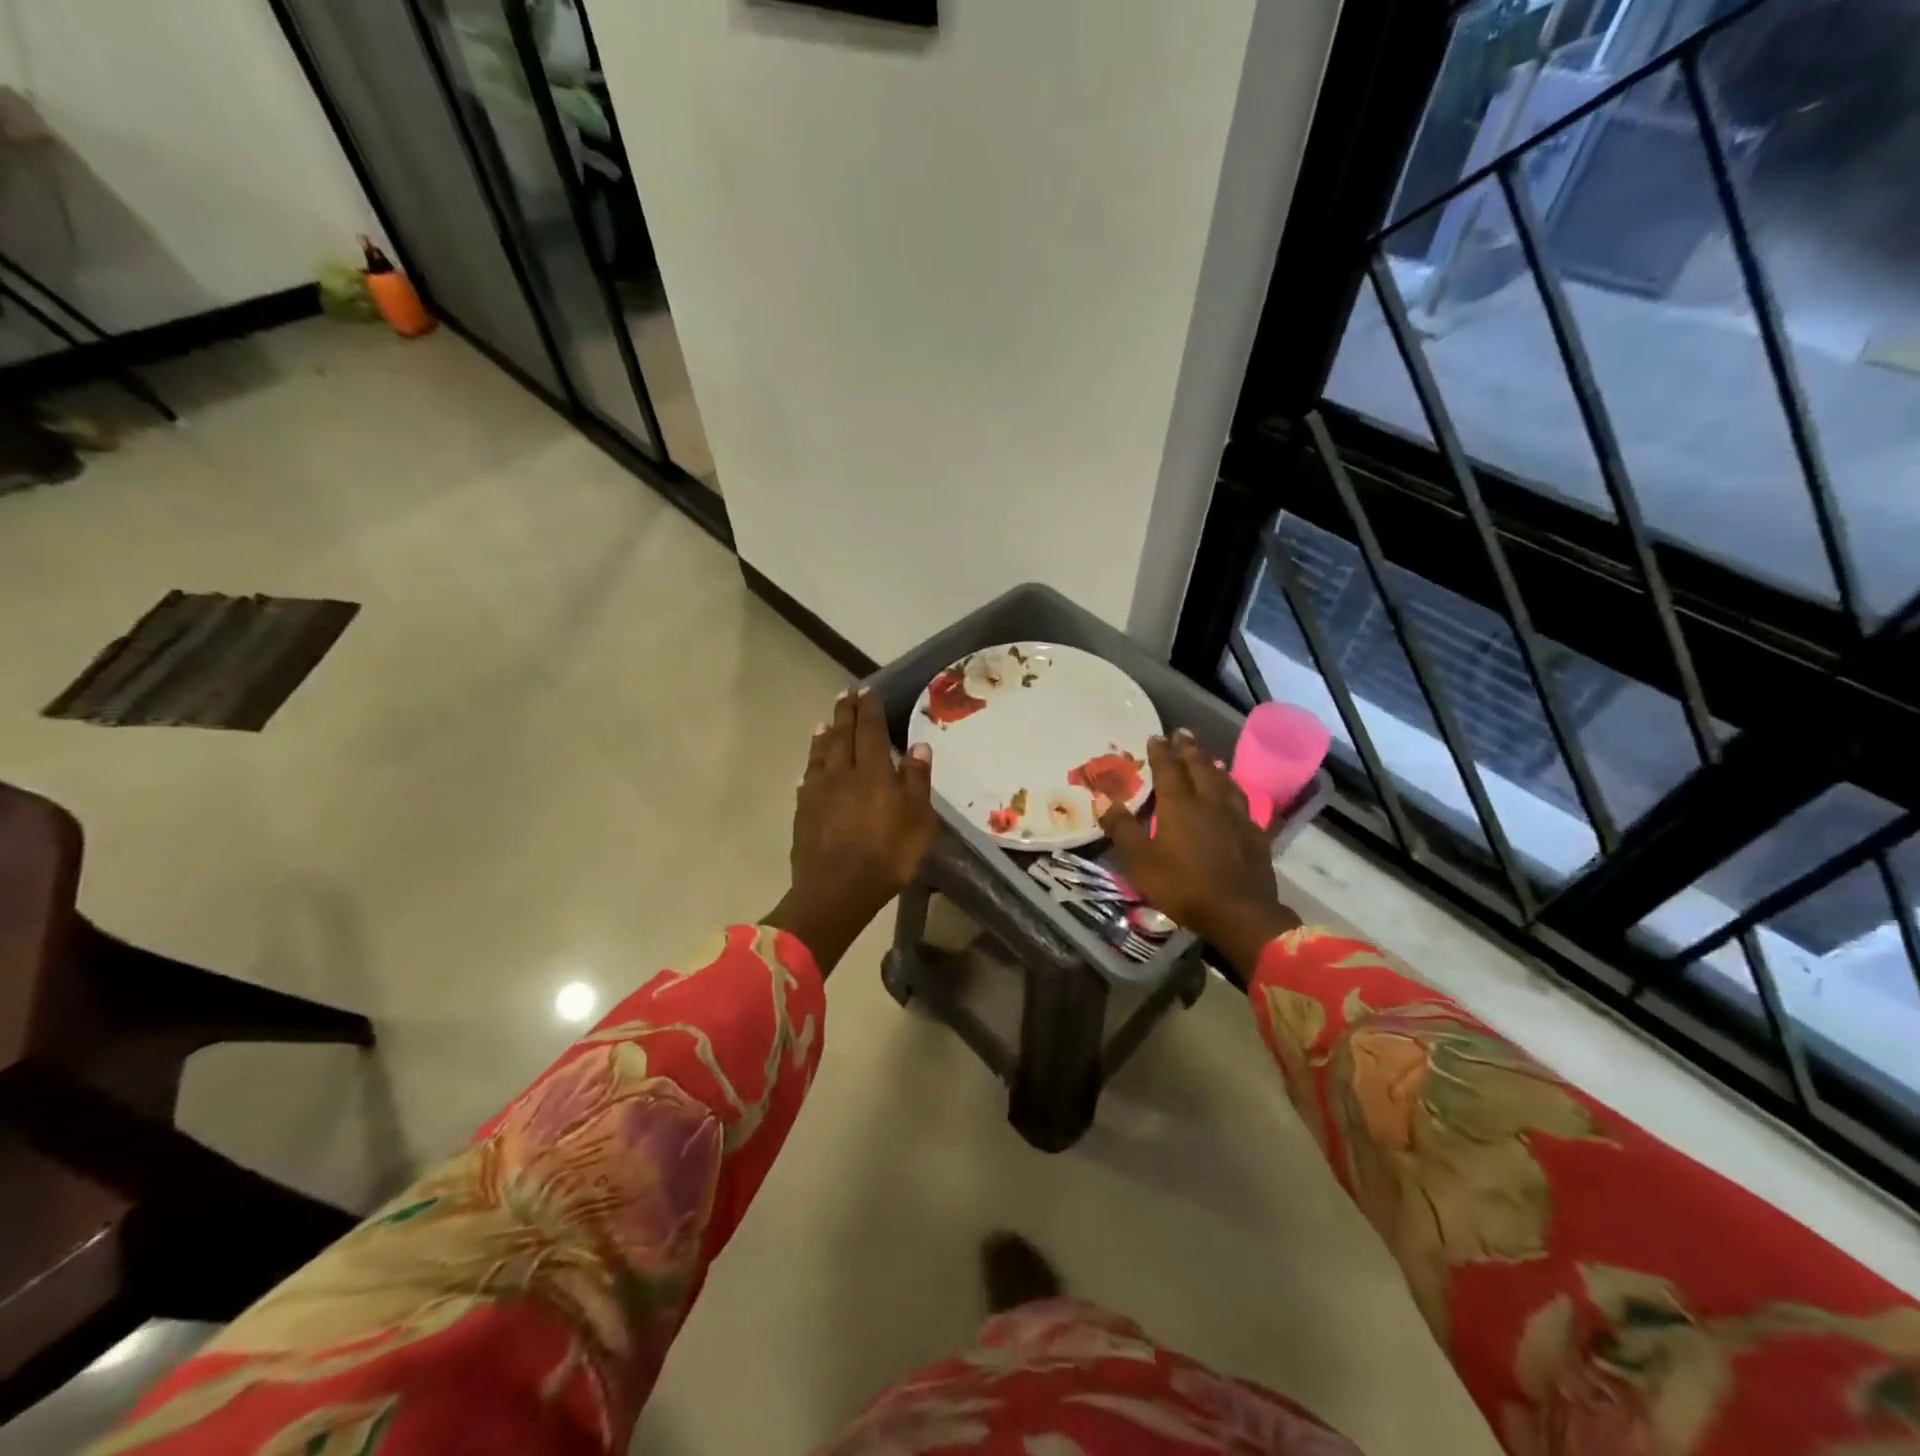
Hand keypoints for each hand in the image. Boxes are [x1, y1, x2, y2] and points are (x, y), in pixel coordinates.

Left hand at [765, 687, 936, 972]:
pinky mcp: (803, 812)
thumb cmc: (886, 857)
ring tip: (824, 722)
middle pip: (841, 735)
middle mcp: (842, 773)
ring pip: (820, 754)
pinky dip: (811, 767)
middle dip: (845, 714)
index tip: (867, 690)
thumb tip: (918, 746)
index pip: (870, 730)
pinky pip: (807, 780)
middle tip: (845, 695)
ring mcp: (818, 792)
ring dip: (824, 735)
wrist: (835, 891)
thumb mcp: (917, 822)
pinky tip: (810, 769)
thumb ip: (916, 782)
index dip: (869, 709)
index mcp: (872, 772)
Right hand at [1099, 730, 1300, 978]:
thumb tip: (1102, 798)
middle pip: (1199, 768)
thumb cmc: (1183, 886)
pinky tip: (1235, 796)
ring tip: (1208, 758)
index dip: (1160, 752)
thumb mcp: (1140, 861)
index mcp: (1179, 805)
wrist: (1240, 913)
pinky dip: (1234, 791)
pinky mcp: (1254, 834)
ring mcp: (1236, 817)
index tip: (1155, 736)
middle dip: (1188, 749)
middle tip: (1182, 733)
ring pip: (1224, 782)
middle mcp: (1209, 802)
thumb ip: (1122, 828)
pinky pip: (1243, 802)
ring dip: (1212, 766)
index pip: (1168, 769)